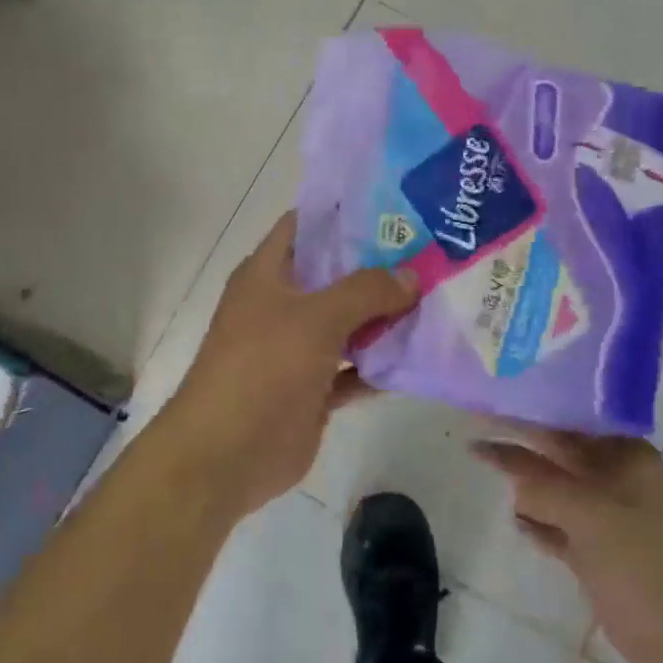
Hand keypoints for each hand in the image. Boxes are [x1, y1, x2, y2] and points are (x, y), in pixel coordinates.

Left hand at [160, 211, 416, 519]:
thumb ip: (366, 291)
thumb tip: (411, 276)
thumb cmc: (263, 368)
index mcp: (267, 273)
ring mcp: (296, 349)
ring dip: (385, 316)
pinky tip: (420, 355)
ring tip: (436, 297)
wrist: (225, 456)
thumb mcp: (316, 318)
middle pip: (334, 275)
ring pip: (348, 323)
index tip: (394, 206)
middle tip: (430, 253)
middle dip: (378, 266)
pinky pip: (353, 368)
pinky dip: (380, 364)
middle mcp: (281, 304)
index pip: (305, 225)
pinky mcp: (312, 389)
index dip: (344, 213)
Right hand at [474, 430, 662, 662]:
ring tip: (484, 469)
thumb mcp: (594, 520)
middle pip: (560, 454)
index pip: (565, 423)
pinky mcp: (610, 560)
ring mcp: (617, 522)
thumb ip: (543, 485)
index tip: (482, 402)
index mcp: (628, 457)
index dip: (524, 412)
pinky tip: (517, 523)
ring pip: (561, 492)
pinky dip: (543, 526)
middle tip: (473, 432)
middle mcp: (622, 481)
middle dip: (521, 445)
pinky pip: (566, 531)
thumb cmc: (656, 575)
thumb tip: (497, 454)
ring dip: (528, 486)